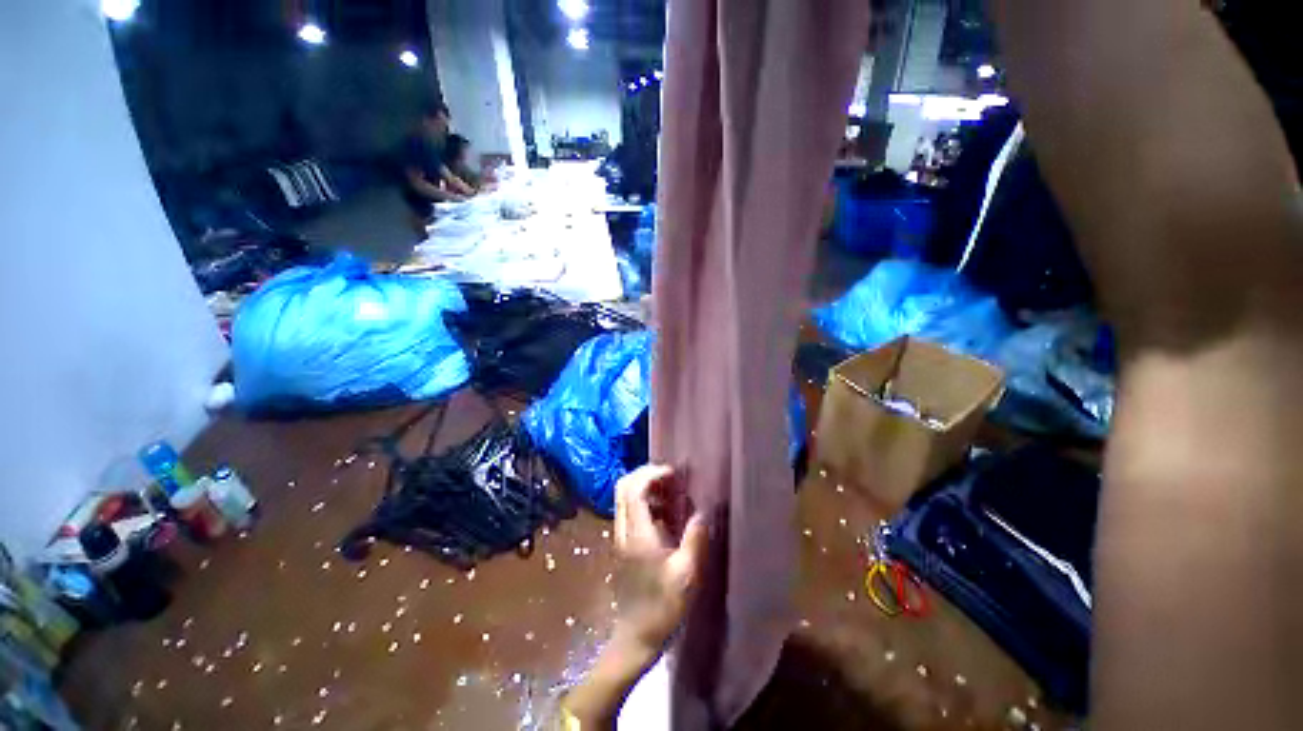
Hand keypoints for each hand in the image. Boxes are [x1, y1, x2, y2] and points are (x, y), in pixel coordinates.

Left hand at [614, 464, 709, 653]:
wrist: (637, 637)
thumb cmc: (663, 607)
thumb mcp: (687, 575)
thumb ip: (695, 540)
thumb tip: (702, 512)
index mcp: (637, 534)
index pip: (635, 490)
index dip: (652, 474)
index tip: (674, 474)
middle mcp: (623, 530)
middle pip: (624, 487)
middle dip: (645, 474)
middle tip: (669, 477)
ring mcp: (620, 537)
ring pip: (624, 497)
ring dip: (644, 486)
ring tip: (670, 491)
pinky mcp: (624, 544)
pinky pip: (629, 510)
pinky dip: (644, 501)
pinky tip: (664, 513)